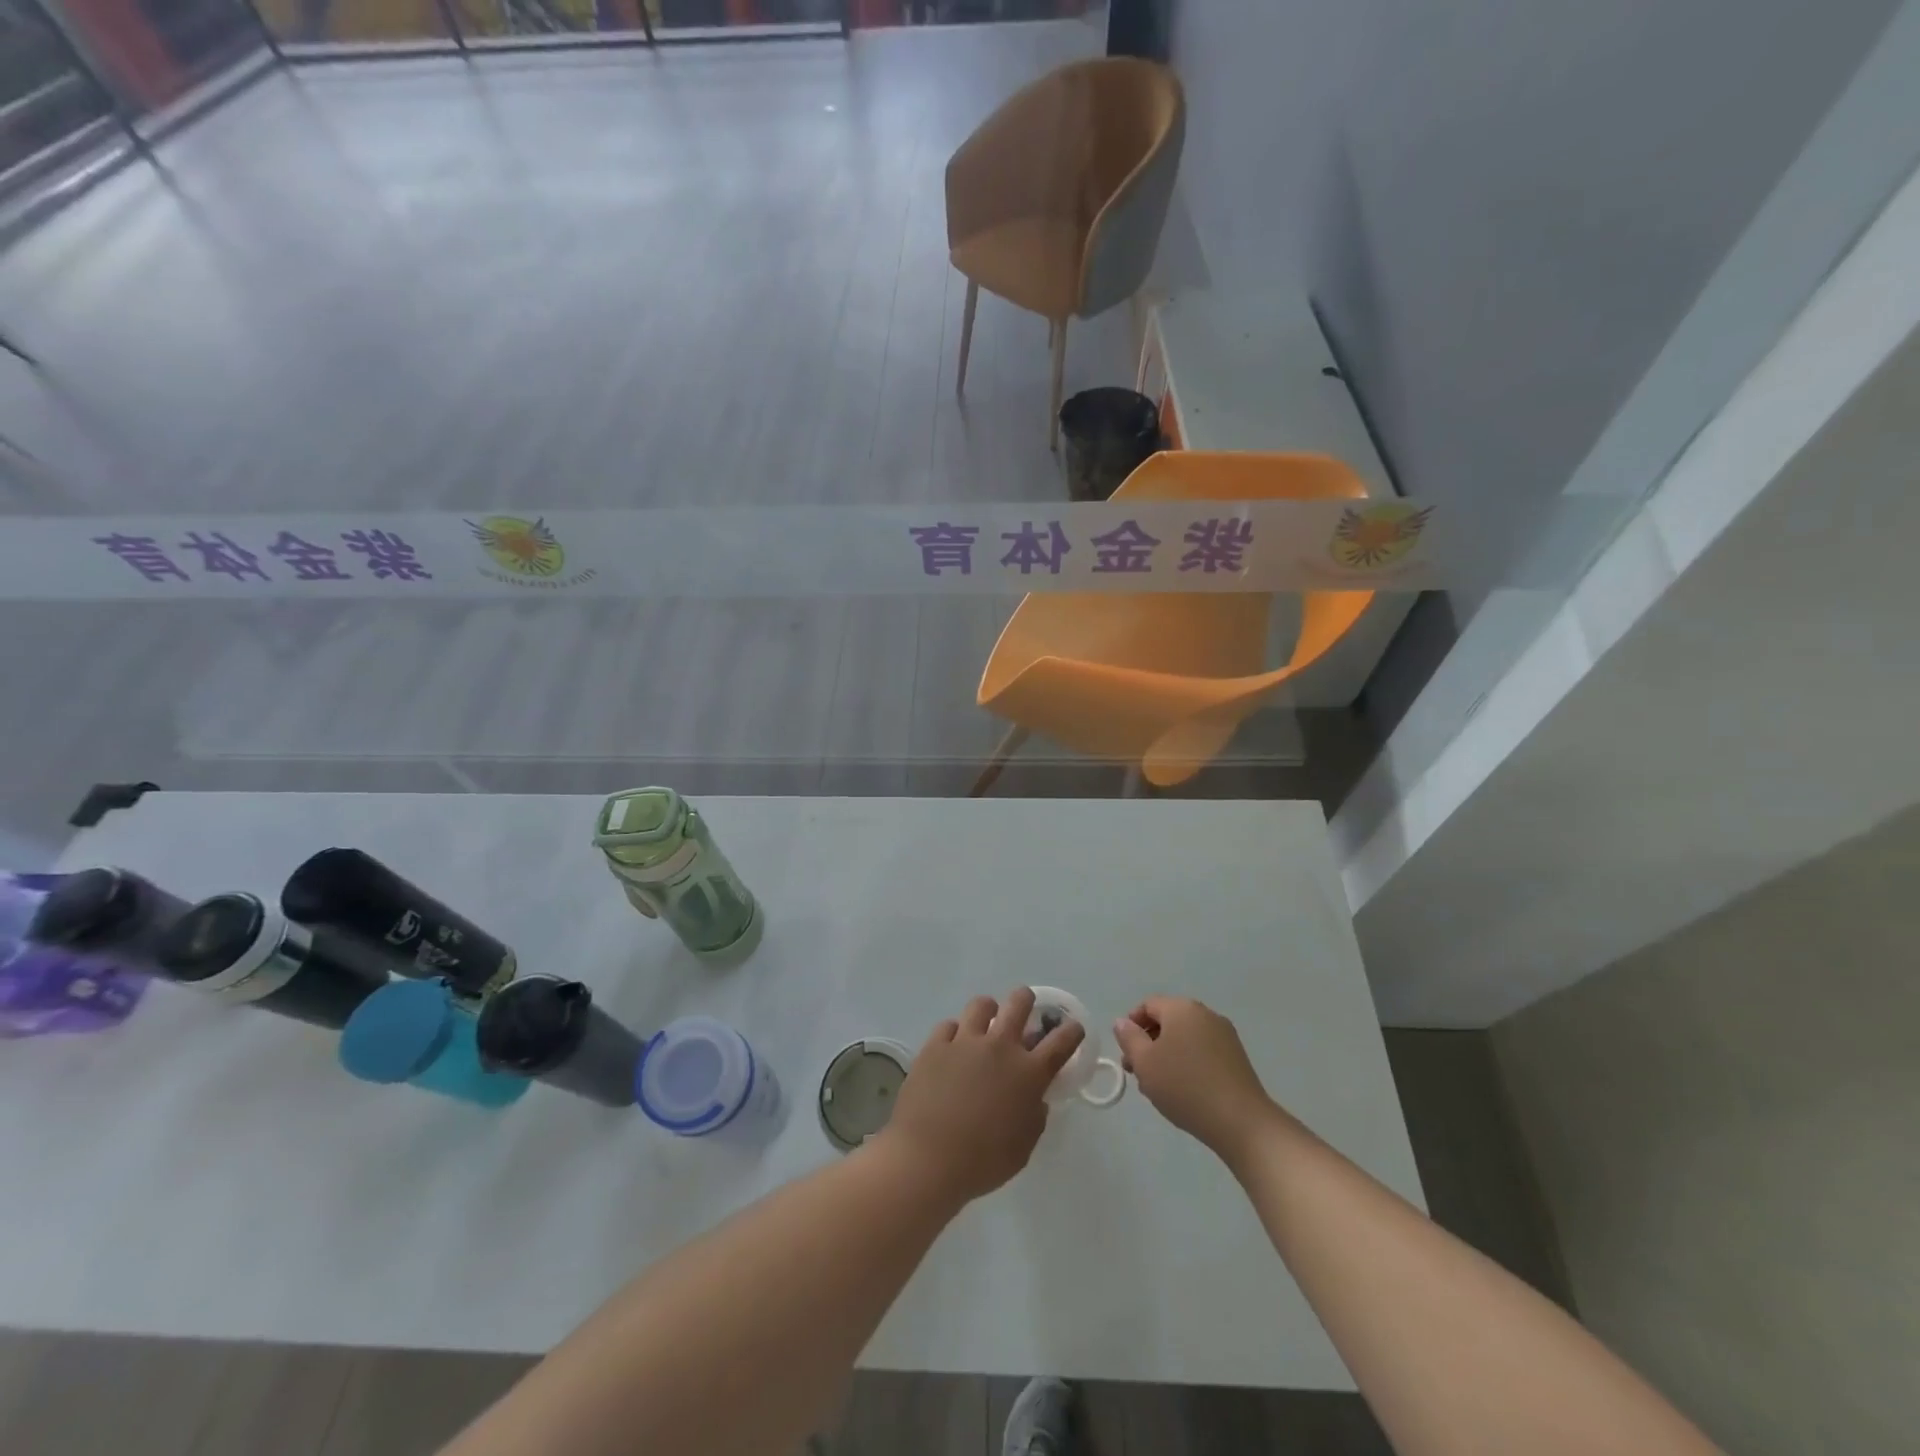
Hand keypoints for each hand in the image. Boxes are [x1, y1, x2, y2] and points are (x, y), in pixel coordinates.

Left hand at [874, 988, 1085, 1206]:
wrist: (927, 1159)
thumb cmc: (983, 1162)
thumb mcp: (1023, 1147)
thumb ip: (1034, 1116)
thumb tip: (1035, 1098)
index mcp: (1028, 1073)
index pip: (1061, 1041)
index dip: (1071, 1031)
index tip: (1072, 1028)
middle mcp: (1000, 1047)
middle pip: (1019, 1003)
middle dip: (1026, 1001)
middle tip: (1024, 1010)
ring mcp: (965, 1041)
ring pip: (982, 1005)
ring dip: (988, 1012)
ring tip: (984, 1025)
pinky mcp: (935, 1045)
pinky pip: (949, 1025)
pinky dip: (954, 1033)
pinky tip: (952, 1047)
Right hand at [1112, 996, 1277, 1160]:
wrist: (1241, 1122)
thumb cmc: (1185, 1086)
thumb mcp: (1145, 1062)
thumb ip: (1129, 1038)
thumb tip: (1123, 1022)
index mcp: (1181, 1008)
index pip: (1148, 1005)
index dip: (1131, 1025)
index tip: (1125, 1053)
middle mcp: (1205, 1014)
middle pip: (1167, 1021)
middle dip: (1148, 1043)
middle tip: (1137, 1072)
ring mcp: (1224, 1035)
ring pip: (1184, 1038)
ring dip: (1167, 1055)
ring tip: (1158, 1086)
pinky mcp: (1236, 1057)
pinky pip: (1202, 1051)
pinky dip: (1188, 1063)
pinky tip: (1184, 1090)